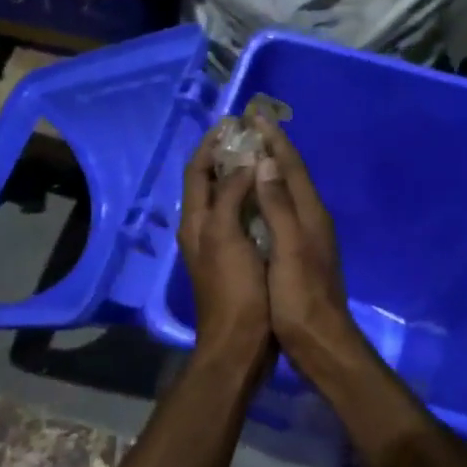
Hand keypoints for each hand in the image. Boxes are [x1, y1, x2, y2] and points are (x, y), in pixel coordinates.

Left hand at [178, 123, 270, 364]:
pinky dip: (251, 200)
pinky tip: (271, 196)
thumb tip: (244, 164)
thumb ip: (231, 197)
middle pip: (209, 182)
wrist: (240, 342)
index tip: (232, 123)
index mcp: (195, 221)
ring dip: (239, 176)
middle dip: (226, 156)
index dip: (210, 145)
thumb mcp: (227, 237)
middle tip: (251, 136)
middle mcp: (201, 228)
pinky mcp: (236, 258)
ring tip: (264, 157)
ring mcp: (218, 245)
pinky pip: (240, 218)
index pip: (197, 171)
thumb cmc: (234, 289)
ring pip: (225, 200)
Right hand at [251, 120, 366, 374]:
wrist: (319, 342)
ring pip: (287, 193)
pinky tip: (254, 202)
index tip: (254, 116)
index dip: (273, 140)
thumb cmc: (299, 297)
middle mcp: (312, 219)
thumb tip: (265, 163)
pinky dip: (266, 197)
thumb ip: (279, 206)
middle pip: (291, 175)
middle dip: (271, 149)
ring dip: (269, 171)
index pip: (291, 167)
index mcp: (310, 214)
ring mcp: (307, 237)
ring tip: (248, 155)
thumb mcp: (289, 249)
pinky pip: (281, 211)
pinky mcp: (299, 253)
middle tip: (249, 128)